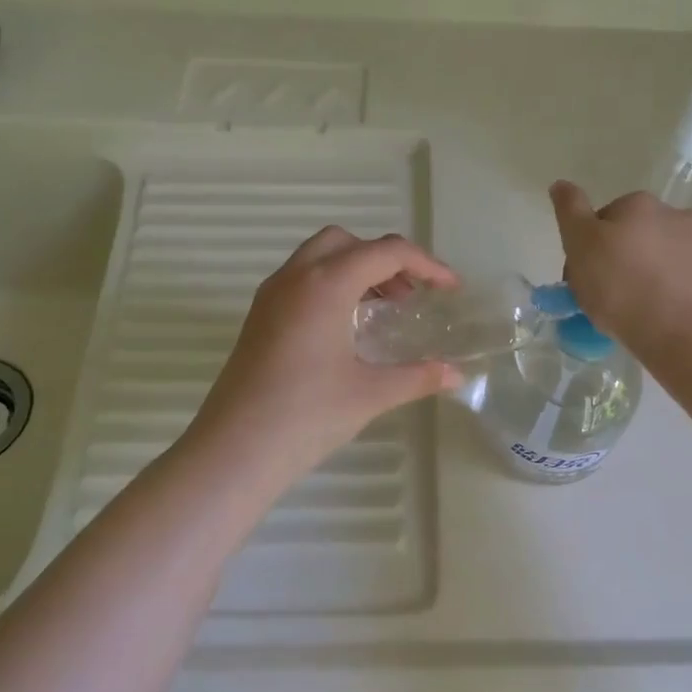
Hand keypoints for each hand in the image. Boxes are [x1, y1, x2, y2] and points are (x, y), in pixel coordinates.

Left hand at [191, 227, 463, 474]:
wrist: (235, 449)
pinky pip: (301, 280)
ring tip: (384, 310)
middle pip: (346, 242)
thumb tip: (456, 375)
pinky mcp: (259, 317)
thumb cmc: (307, 415)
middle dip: (385, 259)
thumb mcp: (370, 393)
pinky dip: (331, 286)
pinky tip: (347, 328)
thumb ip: (418, 376)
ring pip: (319, 258)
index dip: (426, 265)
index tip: (450, 288)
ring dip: (356, 270)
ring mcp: (271, 296)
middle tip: (409, 295)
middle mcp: (295, 277)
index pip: (385, 252)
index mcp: (325, 284)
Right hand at [549, 181, 691, 354]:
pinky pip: (678, 283)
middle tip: (602, 298)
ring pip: (657, 260)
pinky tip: (654, 319)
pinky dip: (665, 295)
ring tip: (629, 314)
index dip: (586, 248)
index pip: (601, 220)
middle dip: (617, 260)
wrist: (685, 334)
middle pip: (632, 237)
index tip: (581, 278)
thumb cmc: (622, 286)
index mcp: (638, 203)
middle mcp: (674, 214)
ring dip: (643, 277)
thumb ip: (570, 212)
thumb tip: (561, 184)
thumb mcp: (581, 244)